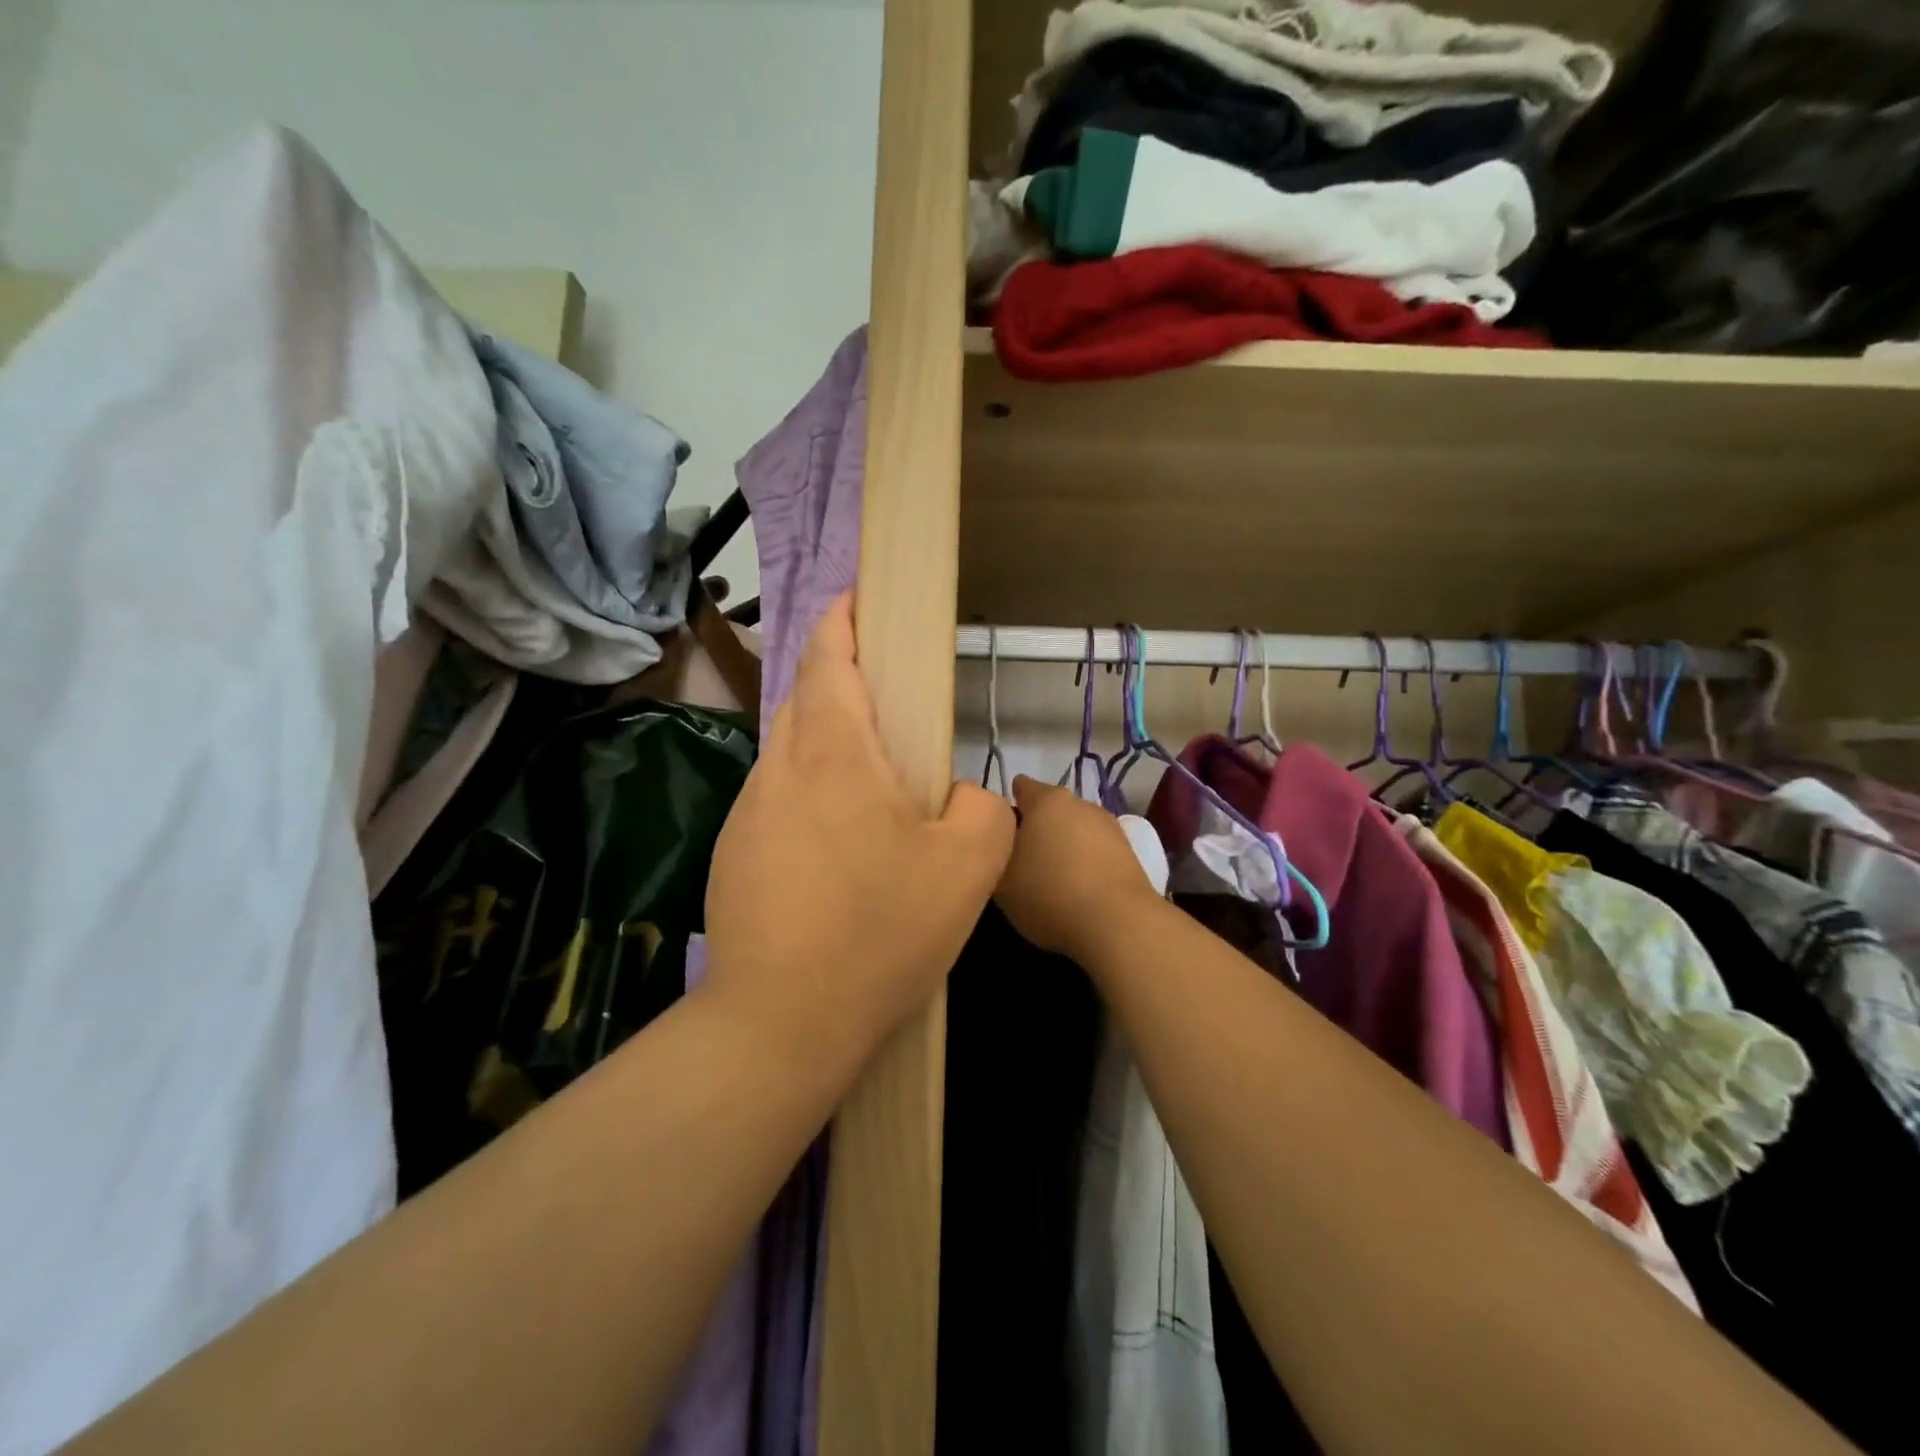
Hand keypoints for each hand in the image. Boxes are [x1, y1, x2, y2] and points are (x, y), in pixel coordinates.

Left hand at [702, 595, 1014, 1068]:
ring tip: (873, 780)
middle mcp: (779, 767)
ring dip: (827, 742)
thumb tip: (958, 794)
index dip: (843, 618)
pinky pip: (779, 798)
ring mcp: (748, 812)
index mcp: (833, 752)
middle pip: (805, 697)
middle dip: (838, 676)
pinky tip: (840, 845)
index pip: (828, 657)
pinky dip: (810, 792)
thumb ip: (980, 807)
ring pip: (790, 750)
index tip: (858, 598)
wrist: (780, 1023)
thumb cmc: (879, 932)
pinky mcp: (735, 853)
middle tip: (887, 695)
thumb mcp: (968, 866)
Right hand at [995, 775, 1163, 965]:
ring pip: (1076, 830)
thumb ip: (995, 855)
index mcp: (1046, 800)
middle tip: (1021, 860)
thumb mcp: (1001, 881)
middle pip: (1050, 810)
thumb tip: (1000, 846)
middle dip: (1036, 828)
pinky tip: (1078, 889)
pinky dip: (1085, 863)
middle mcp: (1080, 803)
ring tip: (1051, 878)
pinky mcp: (1129, 852)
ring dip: (1063, 846)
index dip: (1006, 807)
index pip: (1021, 787)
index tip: (998, 832)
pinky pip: (1096, 851)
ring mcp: (1109, 826)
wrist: (1118, 924)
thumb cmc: (1049, 893)